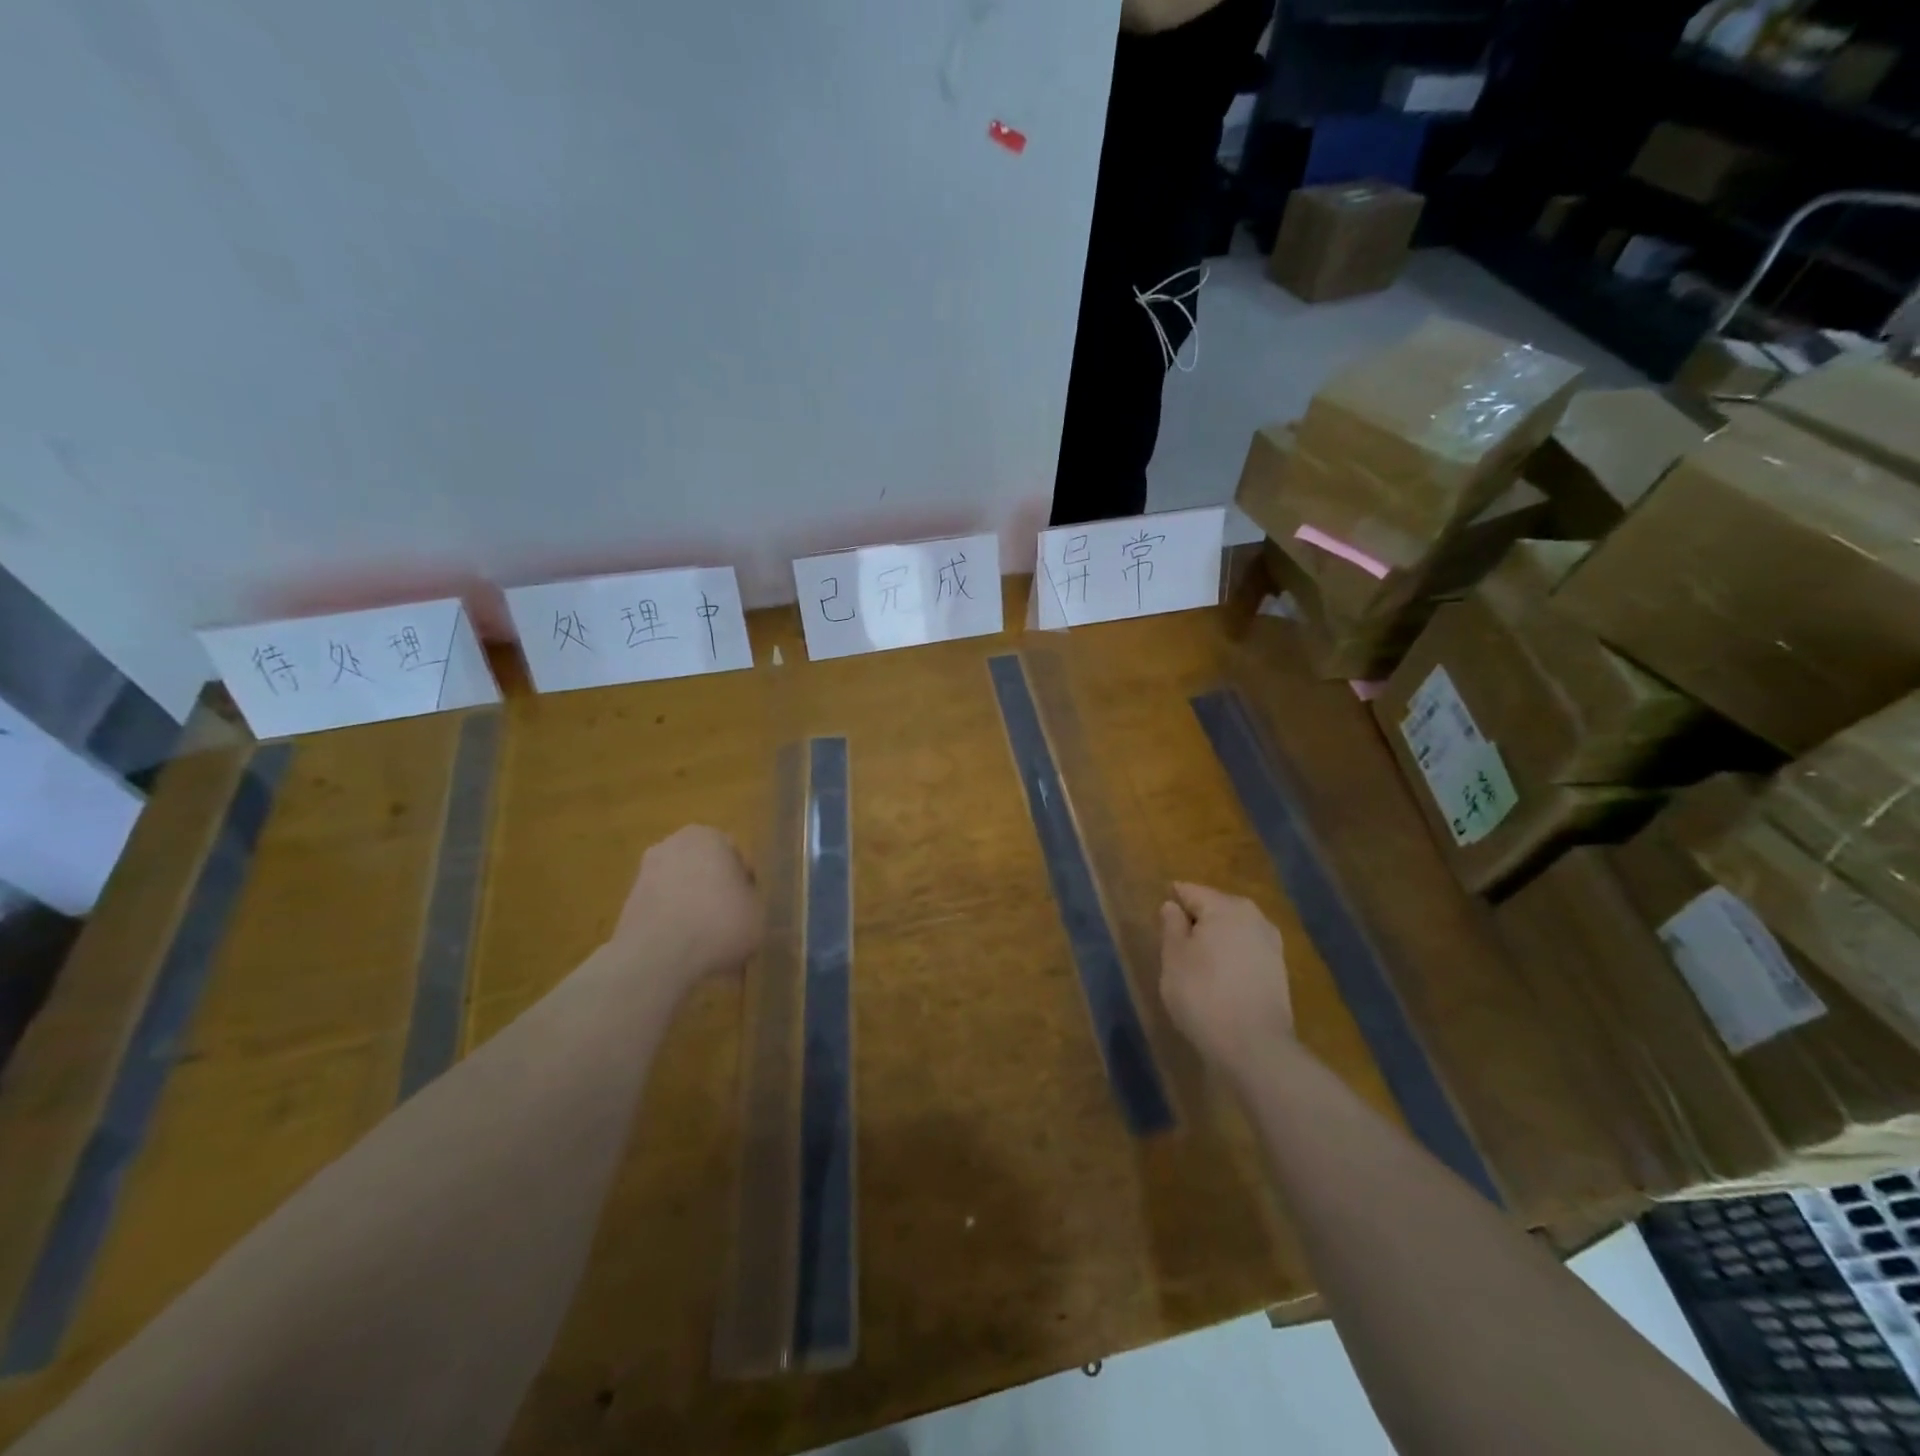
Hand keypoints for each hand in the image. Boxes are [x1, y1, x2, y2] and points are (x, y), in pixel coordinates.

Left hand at [611, 826, 761, 993]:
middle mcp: (673, 844)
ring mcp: (645, 873)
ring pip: (681, 889)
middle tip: (729, 922)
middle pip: (704, 868)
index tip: (747, 908)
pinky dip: (672, 924)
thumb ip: (751, 899)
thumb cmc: (719, 923)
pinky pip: (662, 910)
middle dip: (714, 890)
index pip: (735, 856)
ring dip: (692, 908)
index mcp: (709, 836)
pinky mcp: (627, 903)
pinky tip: (684, 951)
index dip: (744, 884)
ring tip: (706, 942)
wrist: (657, 957)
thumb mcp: (758, 912)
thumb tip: (741, 902)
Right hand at [1159, 881, 1293, 1080]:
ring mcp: (1271, 945)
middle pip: (1216, 908)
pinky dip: (1230, 957)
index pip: (1191, 891)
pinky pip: (1246, 951)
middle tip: (1174, 943)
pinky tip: (1218, 978)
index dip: (1173, 900)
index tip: (1159, 917)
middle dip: (1196, 920)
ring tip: (1195, 963)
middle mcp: (1254, 917)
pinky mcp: (1279, 971)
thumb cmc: (1203, 994)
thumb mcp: (1174, 958)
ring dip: (1215, 940)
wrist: (1255, 1047)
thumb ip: (1172, 926)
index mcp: (1226, 907)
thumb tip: (1172, 905)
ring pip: (1233, 930)